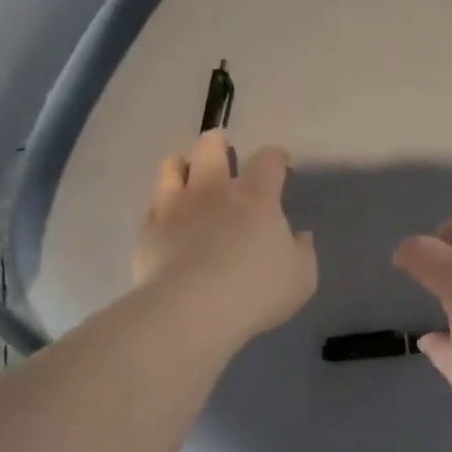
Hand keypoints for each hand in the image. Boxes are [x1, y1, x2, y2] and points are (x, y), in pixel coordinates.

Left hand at [135, 130, 317, 346]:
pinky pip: (154, 203)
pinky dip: (163, 203)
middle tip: (223, 149)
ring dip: (183, 165)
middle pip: (211, 146)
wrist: (191, 310)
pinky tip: (168, 217)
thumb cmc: (256, 291)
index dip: (277, 157)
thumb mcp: (301, 278)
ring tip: (188, 174)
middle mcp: (214, 190)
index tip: (281, 164)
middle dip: (218, 142)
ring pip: (173, 165)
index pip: (269, 159)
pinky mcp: (149, 228)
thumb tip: (299, 236)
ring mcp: (176, 205)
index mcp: (256, 196)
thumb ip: (302, 252)